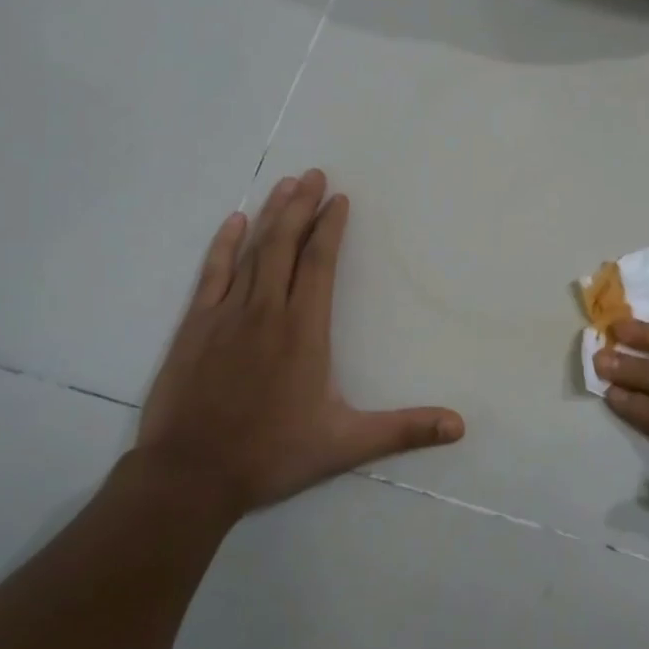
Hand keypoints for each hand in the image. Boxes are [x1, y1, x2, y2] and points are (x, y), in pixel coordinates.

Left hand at [135, 170, 463, 518]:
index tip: (339, 199)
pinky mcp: (195, 325)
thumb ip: (403, 429)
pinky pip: (212, 273)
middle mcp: (266, 310)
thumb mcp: (345, 444)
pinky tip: (234, 221)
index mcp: (304, 330)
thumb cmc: (271, 454)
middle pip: (286, 245)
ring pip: (252, 251)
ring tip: (286, 184)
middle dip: (302, 206)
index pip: (320, 264)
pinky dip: (223, 244)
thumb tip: (460, 426)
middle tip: (314, 174)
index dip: (330, 228)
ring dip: (271, 215)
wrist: (189, 474)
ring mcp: (226, 314)